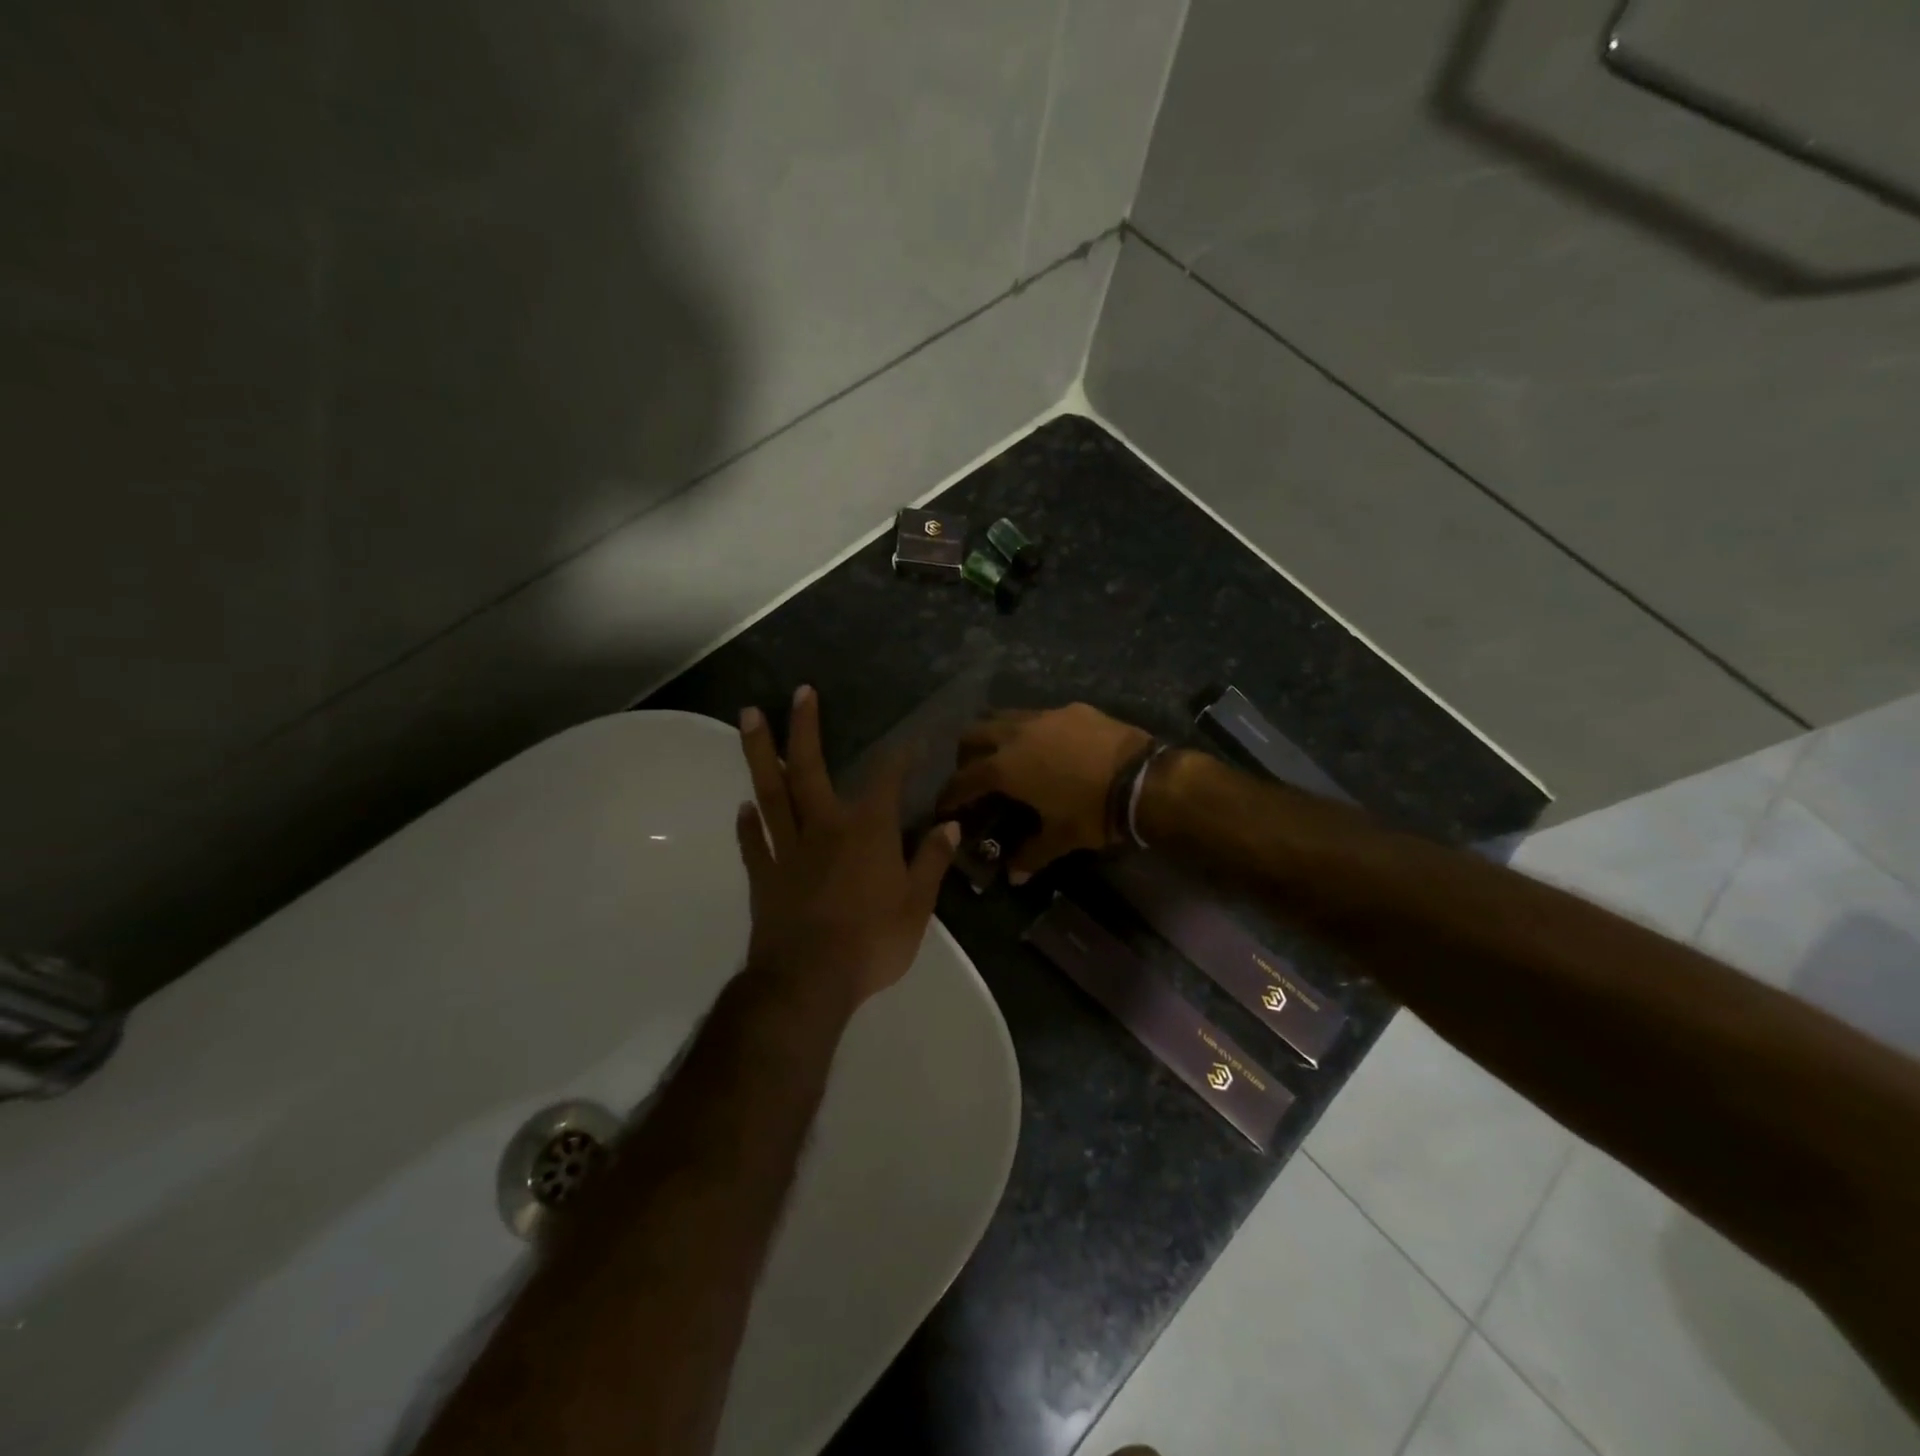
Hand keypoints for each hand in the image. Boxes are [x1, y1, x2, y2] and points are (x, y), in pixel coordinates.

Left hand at [735, 686, 959, 1010]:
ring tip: (748, 718)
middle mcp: (823, 828)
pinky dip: (748, 824)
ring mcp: (788, 850)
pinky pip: (754, 842)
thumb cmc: (871, 943)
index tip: (911, 738)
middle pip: (808, 769)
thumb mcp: (917, 906)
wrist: (808, 983)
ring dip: (760, 754)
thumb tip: (949, 826)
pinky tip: (743, 808)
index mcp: (866, 832)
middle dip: (804, 728)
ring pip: (770, 793)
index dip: (900, 755)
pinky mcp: (764, 876)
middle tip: (798, 693)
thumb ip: (931, 862)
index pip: (886, 780)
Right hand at [936, 704, 1152, 878]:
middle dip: (966, 755)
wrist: (1143, 779)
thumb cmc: (1093, 812)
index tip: (944, 806)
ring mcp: (1045, 716)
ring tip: (1007, 755)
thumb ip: (1031, 854)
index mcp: (1005, 767)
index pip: (963, 779)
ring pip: (1004, 716)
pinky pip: (1040, 715)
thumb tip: (1013, 875)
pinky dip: (1032, 730)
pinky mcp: (1072, 709)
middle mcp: (1016, 734)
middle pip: (974, 734)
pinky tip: (1049, 747)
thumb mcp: (1061, 838)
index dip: (950, 794)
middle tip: (974, 775)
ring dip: (996, 734)